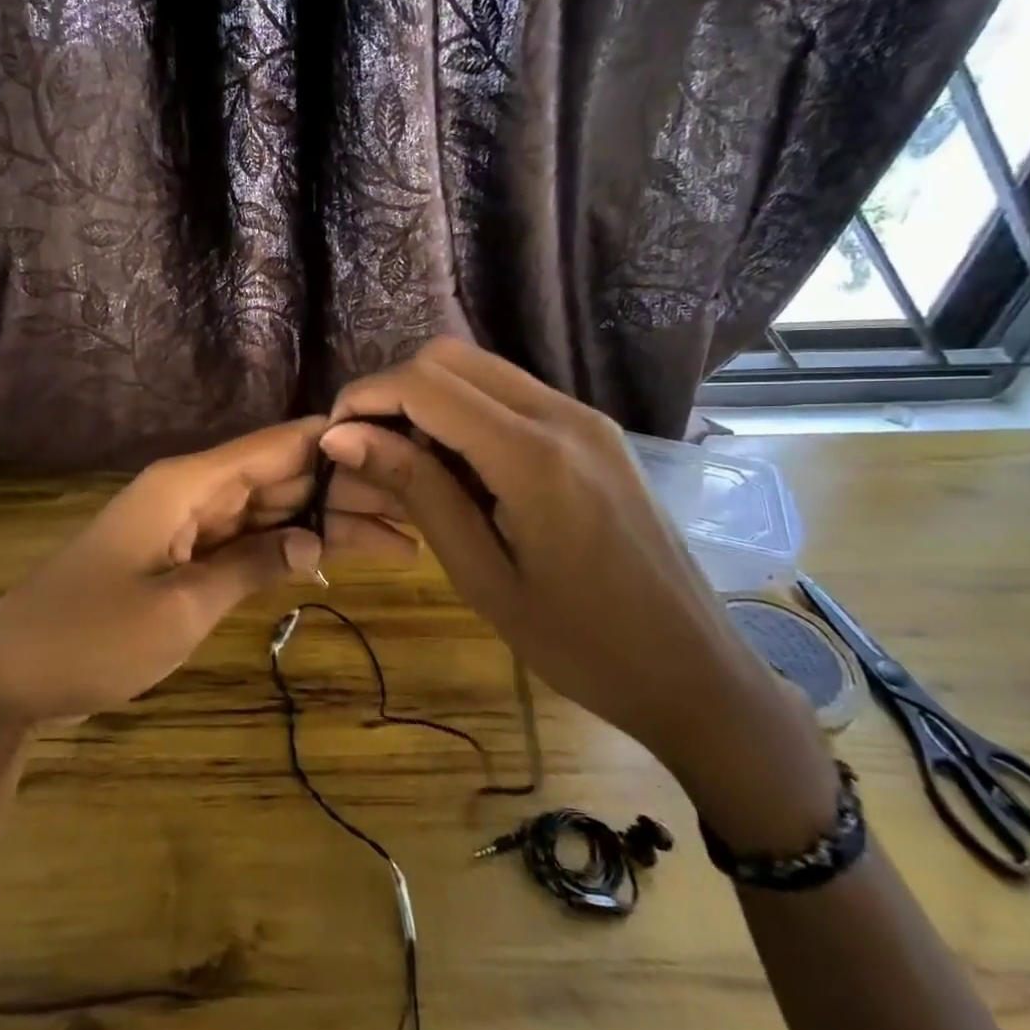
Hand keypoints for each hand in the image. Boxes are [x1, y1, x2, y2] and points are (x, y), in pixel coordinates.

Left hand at [0, 419, 415, 725]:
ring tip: (393, 539)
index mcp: (187, 484)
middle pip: (277, 476)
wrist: (9, 675)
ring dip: (318, 522)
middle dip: (341, 491)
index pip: (276, 445)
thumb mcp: (182, 608)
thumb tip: (315, 540)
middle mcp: (190, 491)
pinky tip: (327, 558)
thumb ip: (252, 566)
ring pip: (264, 509)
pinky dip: (280, 548)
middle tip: (413, 512)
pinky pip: (240, 539)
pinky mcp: (177, 556)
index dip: (335, 443)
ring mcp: (183, 524)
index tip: (398, 450)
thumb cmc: (93, 637)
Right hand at [321, 338, 811, 781]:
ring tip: (403, 461)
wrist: (695, 671)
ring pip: (481, 370)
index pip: (426, 384)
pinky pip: (513, 395)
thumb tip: (343, 436)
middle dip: (393, 390)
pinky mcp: (596, 433)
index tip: (334, 438)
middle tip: (365, 448)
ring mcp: (586, 419)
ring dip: (429, 399)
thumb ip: (417, 491)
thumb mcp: (483, 576)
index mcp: (534, 456)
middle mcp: (563, 416)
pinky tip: (457, 467)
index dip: (367, 397)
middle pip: (451, 357)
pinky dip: (466, 412)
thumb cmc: (581, 645)